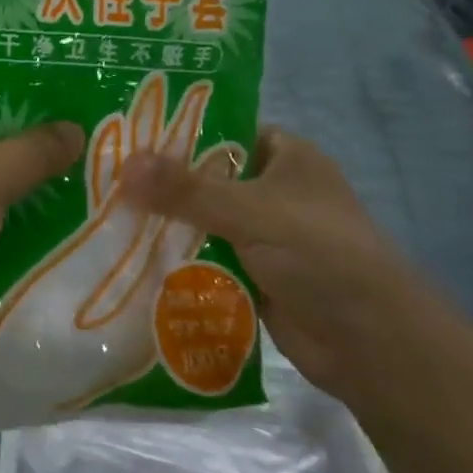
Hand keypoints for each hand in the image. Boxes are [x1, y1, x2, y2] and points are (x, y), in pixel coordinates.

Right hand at [119, 126, 430, 398]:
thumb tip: (124, 166)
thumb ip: (186, 190)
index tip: (128, 133)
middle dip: (163, 182)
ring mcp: (265, 236)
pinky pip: (207, 259)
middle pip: (208, 178)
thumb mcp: (250, 210)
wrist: (368, 342)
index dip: (180, 130)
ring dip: (166, 224)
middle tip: (104, 177)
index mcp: (288, 157)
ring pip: (204, 221)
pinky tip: (131, 257)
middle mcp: (275, 191)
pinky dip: (178, 259)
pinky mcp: (254, 275)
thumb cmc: (317, 253)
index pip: (226, 130)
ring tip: (105, 215)